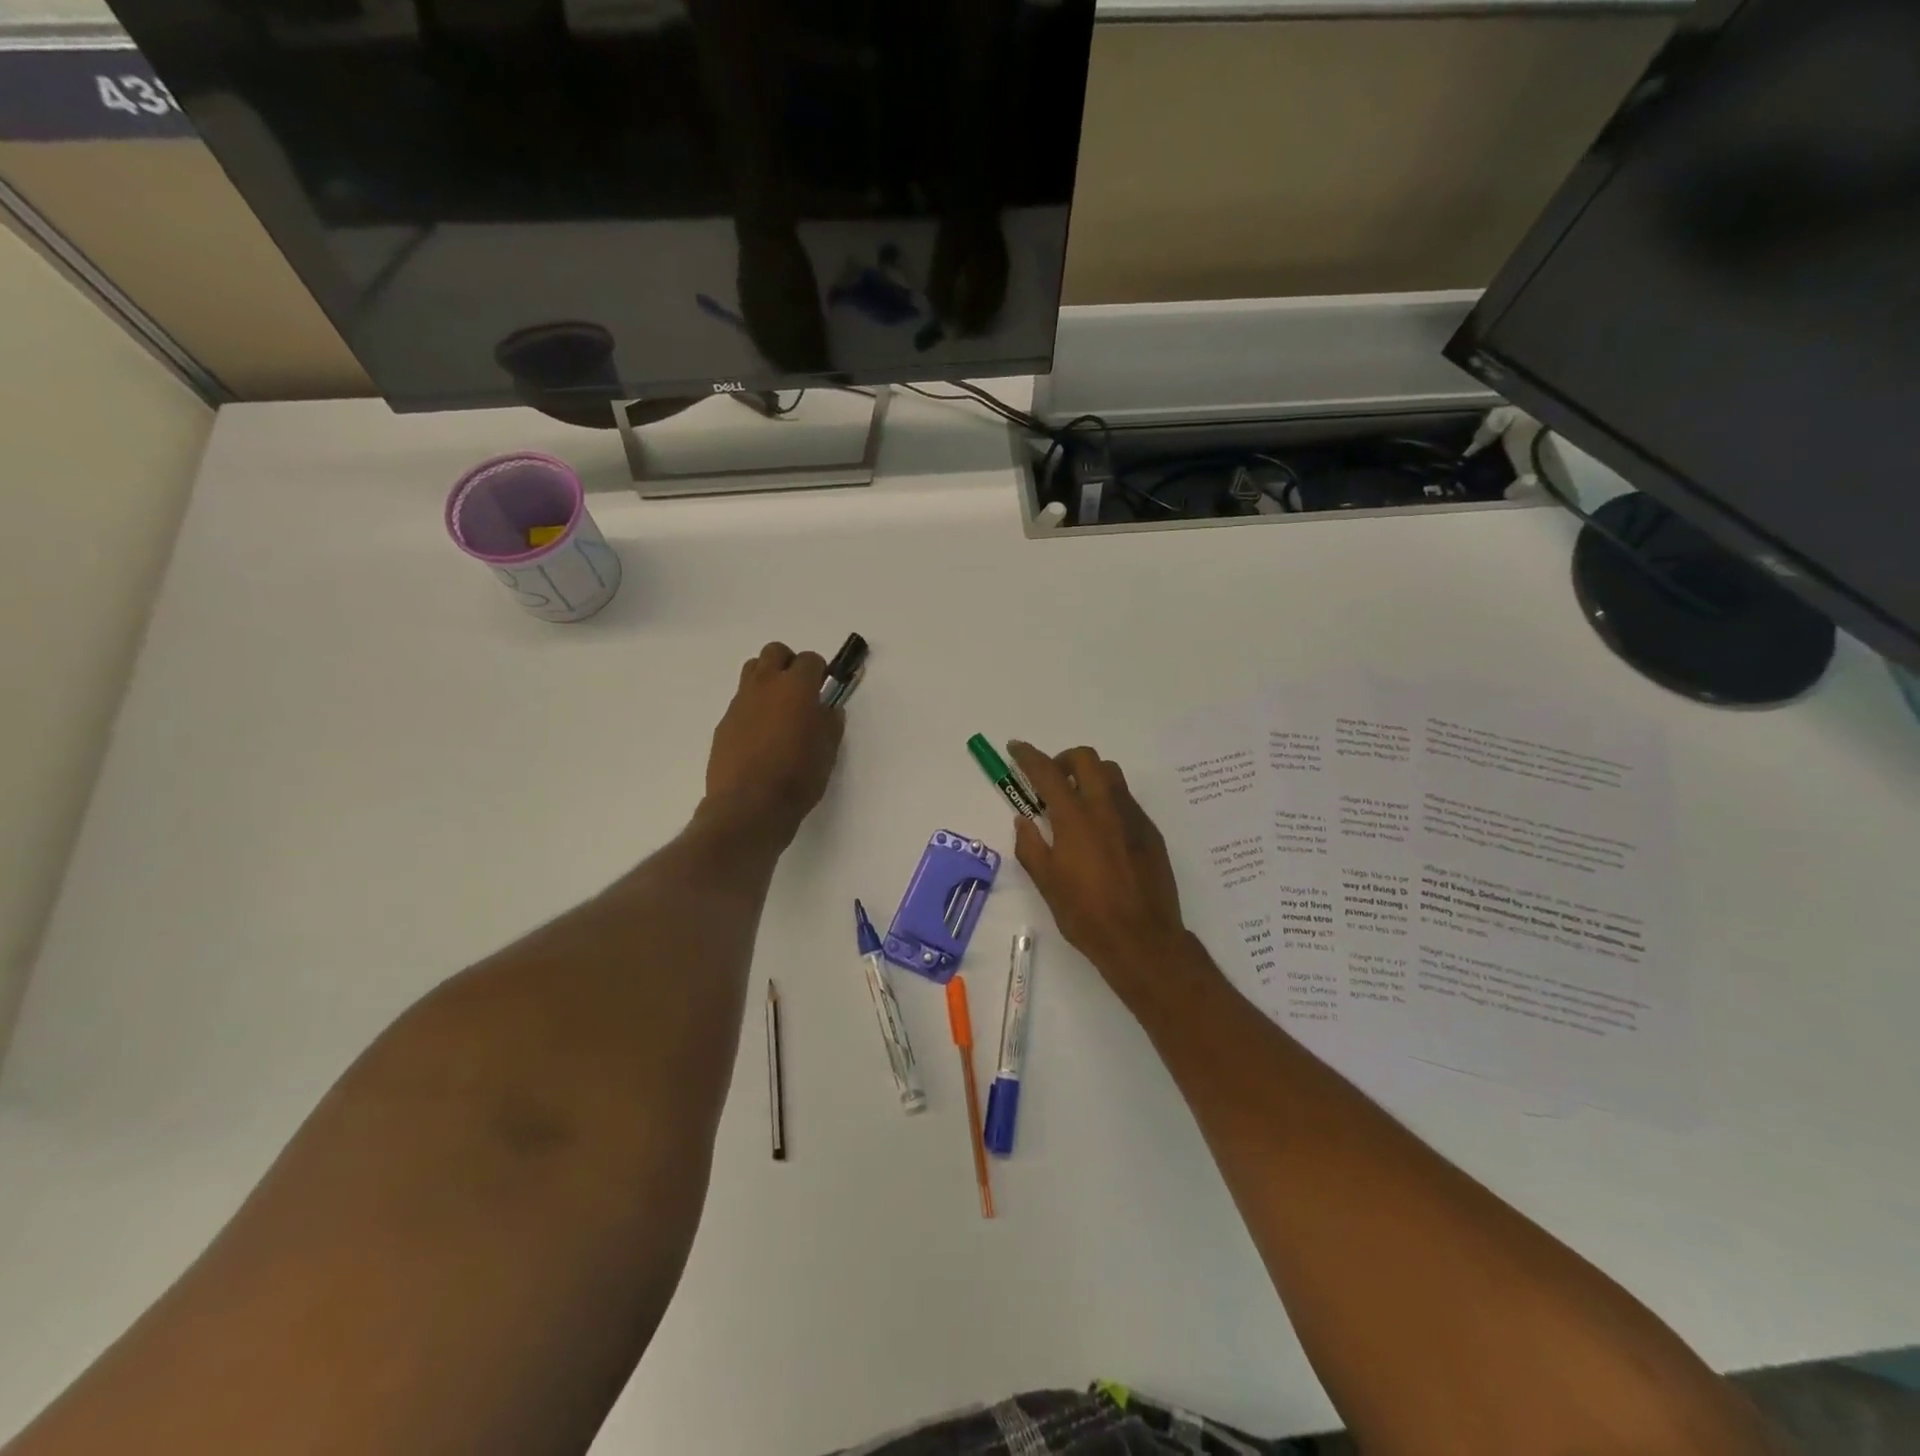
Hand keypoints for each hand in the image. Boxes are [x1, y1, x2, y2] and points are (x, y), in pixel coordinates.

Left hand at [701, 642, 844, 846]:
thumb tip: (828, 709)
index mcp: (796, 687)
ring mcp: (740, 702)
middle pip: (775, 652)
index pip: (810, 660)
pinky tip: (761, 736)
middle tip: (800, 692)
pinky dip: (753, 708)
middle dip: (789, 664)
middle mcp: (765, 685)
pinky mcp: (724, 722)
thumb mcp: (828, 751)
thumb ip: (830, 723)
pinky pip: (741, 701)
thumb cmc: (798, 777)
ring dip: (768, 679)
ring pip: (752, 670)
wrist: (749, 806)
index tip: (824, 691)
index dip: (820, 673)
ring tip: (778, 709)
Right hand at [1007, 741, 1207, 1018]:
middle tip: (1051, 781)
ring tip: (1076, 802)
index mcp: (1075, 818)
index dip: (1028, 756)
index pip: (1047, 772)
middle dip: (1063, 760)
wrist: (1143, 939)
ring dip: (1089, 776)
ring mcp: (1132, 817)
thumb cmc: (1087, 915)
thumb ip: (1031, 845)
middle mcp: (1105, 808)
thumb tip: (1024, 820)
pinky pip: (1126, 800)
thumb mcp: (1047, 883)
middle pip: (1086, 759)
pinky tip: (1101, 830)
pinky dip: (1107, 799)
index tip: (1016, 748)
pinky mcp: (1150, 832)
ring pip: (1111, 774)